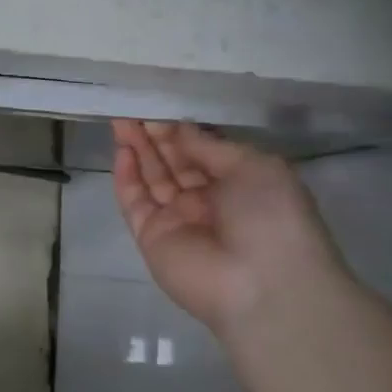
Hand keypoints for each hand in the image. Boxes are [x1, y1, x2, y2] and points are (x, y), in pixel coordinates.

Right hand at [111, 120, 347, 332]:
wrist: (263, 285)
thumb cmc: (271, 217)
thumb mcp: (254, 167)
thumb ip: (209, 145)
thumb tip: (177, 128)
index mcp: (238, 184)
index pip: (201, 150)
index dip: (180, 128)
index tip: (159, 105)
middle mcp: (206, 200)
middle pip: (172, 161)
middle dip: (153, 134)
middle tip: (133, 107)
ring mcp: (176, 218)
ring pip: (151, 177)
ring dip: (137, 148)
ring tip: (120, 119)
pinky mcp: (150, 235)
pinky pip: (134, 201)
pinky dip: (126, 176)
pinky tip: (122, 150)